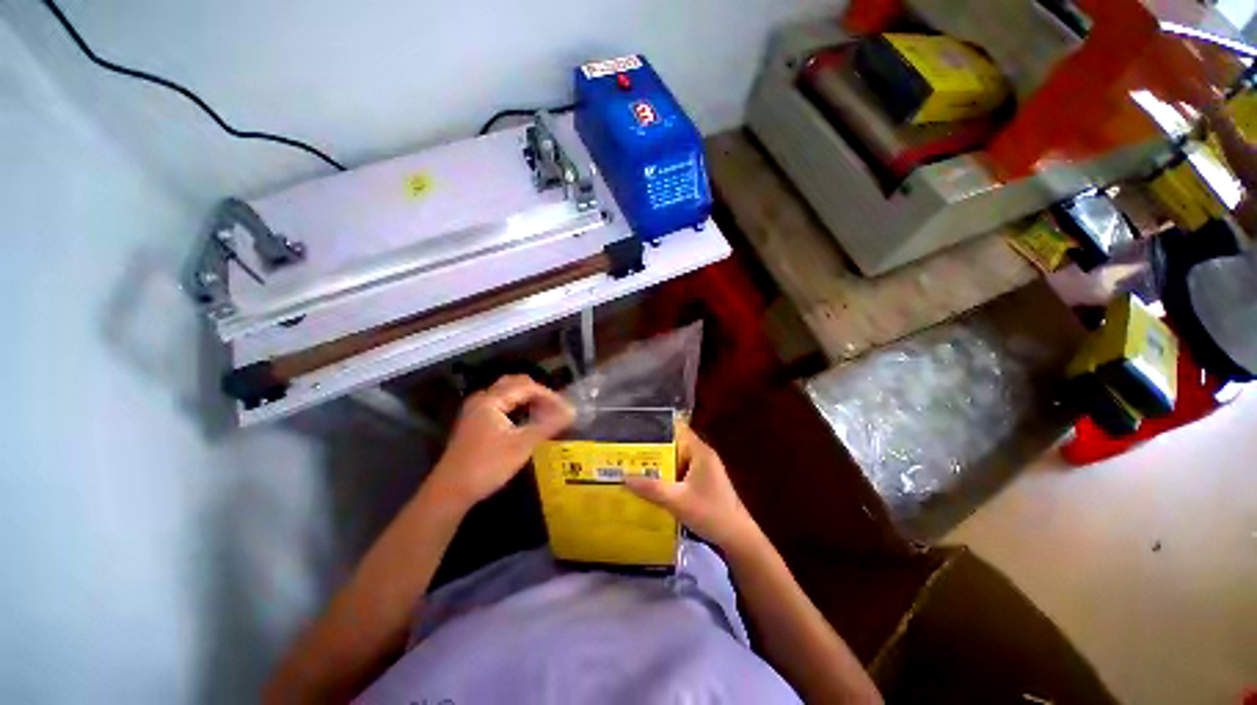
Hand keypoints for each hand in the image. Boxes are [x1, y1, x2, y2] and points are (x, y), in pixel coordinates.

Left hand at [426, 375, 574, 511]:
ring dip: (527, 398)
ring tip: (545, 411)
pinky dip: (517, 406)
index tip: (565, 408)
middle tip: (555, 406)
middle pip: (514, 384)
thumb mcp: (522, 445)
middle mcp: (482, 400)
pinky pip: (500, 404)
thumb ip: (548, 426)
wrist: (450, 492)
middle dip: (537, 392)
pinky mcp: (474, 423)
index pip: (526, 387)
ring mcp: (475, 411)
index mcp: (491, 400)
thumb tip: (572, 413)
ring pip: (506, 394)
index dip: (548, 395)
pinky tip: (526, 419)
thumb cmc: (487, 465)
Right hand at [625, 425, 759, 551]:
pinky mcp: (703, 482)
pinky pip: (681, 472)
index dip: (658, 427)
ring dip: (660, 464)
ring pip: (677, 460)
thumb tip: (625, 478)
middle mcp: (702, 456)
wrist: (737, 538)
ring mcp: (704, 469)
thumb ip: (651, 489)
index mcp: (700, 451)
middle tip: (628, 451)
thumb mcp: (677, 501)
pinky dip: (667, 476)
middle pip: (675, 445)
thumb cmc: (710, 512)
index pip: (677, 429)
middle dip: (654, 449)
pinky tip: (651, 484)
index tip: (636, 430)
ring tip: (634, 465)